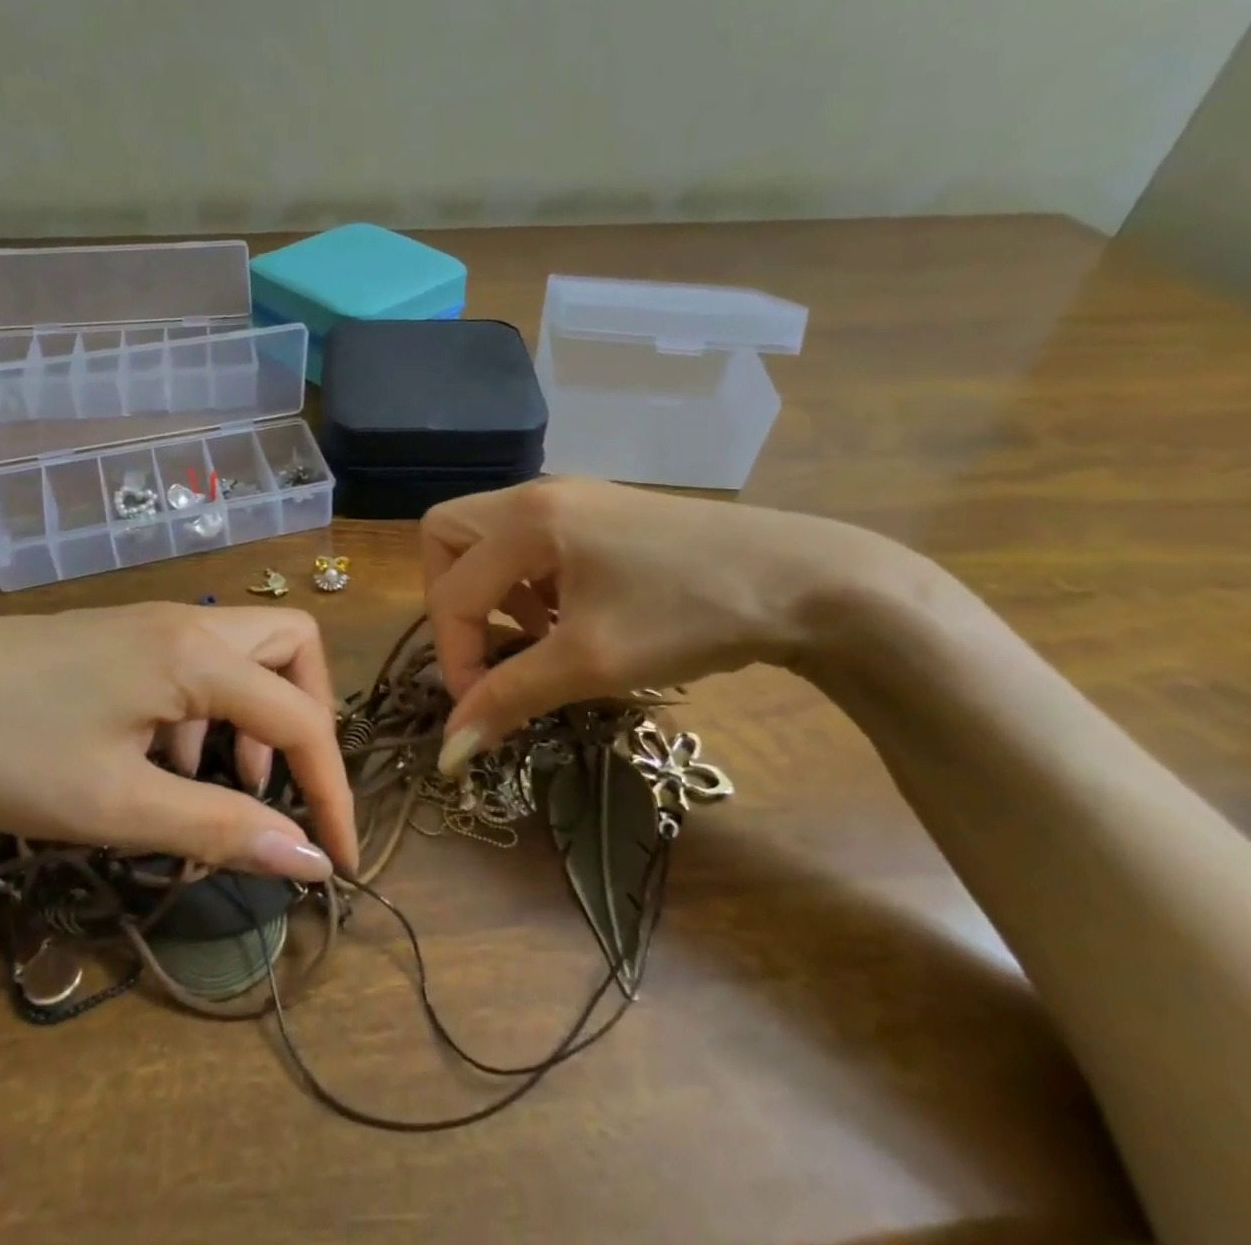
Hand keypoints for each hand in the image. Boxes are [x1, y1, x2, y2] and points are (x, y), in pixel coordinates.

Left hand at [0, 603, 355, 882]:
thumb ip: (221, 828)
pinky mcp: (121, 635)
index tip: (337, 861)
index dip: (332, 790)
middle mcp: (189, 623)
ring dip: (253, 713)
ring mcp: (152, 622)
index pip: (301, 718)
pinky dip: (205, 709)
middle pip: (292, 646)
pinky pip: (196, 662)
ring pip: (245, 652)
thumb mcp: (116, 807)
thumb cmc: (3, 753)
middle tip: (280, 782)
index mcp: (198, 656)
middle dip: (306, 715)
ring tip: (209, 779)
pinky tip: (157, 757)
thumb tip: (308, 861)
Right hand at [420, 478, 890, 772]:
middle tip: (487, 646)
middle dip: (451, 598)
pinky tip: (568, 614)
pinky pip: (527, 539)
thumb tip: (447, 754)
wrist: (803, 581)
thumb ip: (509, 699)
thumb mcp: (591, 662)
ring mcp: (570, 498)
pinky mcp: (598, 512)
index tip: (481, 711)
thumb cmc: (690, 615)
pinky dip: (525, 579)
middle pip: (447, 536)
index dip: (454, 657)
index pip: (452, 591)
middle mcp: (536, 495)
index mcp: (527, 520)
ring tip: (535, 634)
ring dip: (491, 589)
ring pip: (486, 534)